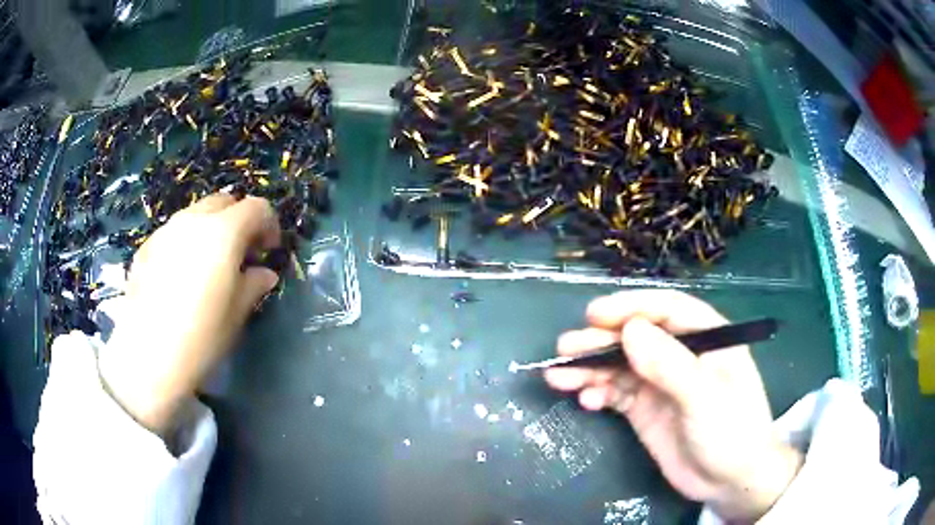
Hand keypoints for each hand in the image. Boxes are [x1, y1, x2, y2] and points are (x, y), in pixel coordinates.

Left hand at [99, 194, 280, 436]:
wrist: (147, 356)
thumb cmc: (201, 337)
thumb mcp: (237, 313)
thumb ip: (254, 284)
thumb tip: (263, 273)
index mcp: (223, 232)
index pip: (256, 208)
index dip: (269, 225)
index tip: (268, 252)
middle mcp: (193, 220)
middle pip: (224, 201)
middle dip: (238, 220)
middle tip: (241, 253)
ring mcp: (166, 230)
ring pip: (196, 214)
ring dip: (211, 229)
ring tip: (209, 265)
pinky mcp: (146, 246)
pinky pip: (174, 232)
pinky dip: (187, 242)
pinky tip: (181, 276)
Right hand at [545, 290, 801, 521]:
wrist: (730, 481)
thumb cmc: (731, 433)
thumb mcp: (705, 399)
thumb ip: (670, 365)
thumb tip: (630, 330)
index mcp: (707, 338)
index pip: (666, 310)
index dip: (630, 307)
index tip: (594, 315)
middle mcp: (681, 354)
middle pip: (637, 336)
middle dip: (600, 340)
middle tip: (565, 348)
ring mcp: (661, 383)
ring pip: (620, 364)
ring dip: (590, 368)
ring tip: (559, 377)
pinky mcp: (646, 409)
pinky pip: (617, 392)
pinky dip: (598, 393)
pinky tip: (586, 401)